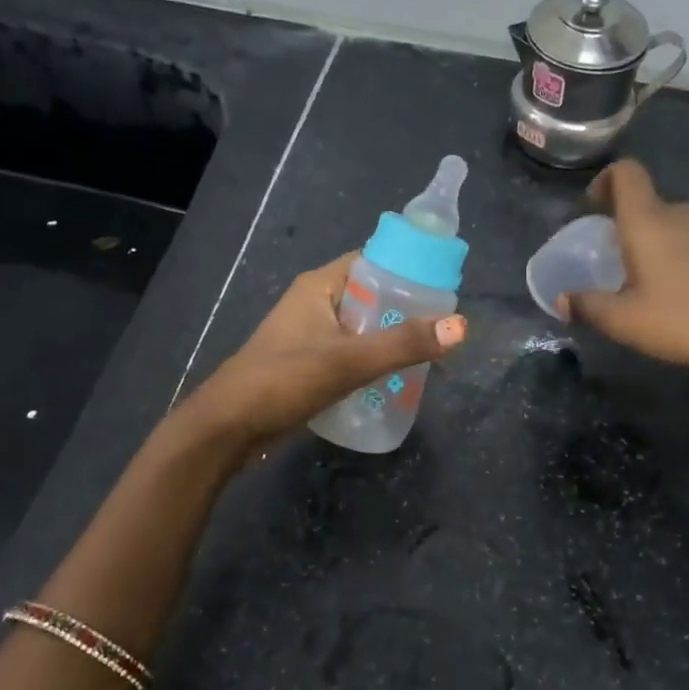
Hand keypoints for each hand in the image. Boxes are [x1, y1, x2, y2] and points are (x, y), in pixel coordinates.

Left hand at [181, 252, 467, 449]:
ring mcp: (308, 335)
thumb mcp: (349, 361)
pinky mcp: (306, 364)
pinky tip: (394, 379)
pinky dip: (371, 360)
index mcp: (319, 286)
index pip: (372, 261)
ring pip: (360, 327)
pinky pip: (348, 352)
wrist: (228, 428)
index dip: (407, 268)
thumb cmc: (284, 381)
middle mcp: (314, 303)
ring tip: (427, 353)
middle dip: (405, 309)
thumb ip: (404, 344)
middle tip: (442, 327)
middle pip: (370, 296)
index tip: (443, 286)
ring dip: (389, 338)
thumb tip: (461, 325)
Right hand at [567, 159, 688, 386]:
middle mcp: (682, 217)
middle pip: (650, 204)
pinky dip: (685, 259)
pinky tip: (686, 296)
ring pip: (676, 226)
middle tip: (616, 259)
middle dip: (629, 224)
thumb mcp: (625, 322)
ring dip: (658, 244)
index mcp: (649, 222)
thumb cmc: (686, 321)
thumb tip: (562, 300)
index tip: (594, 206)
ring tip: (650, 282)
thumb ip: (589, 307)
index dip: (606, 180)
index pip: (626, 173)